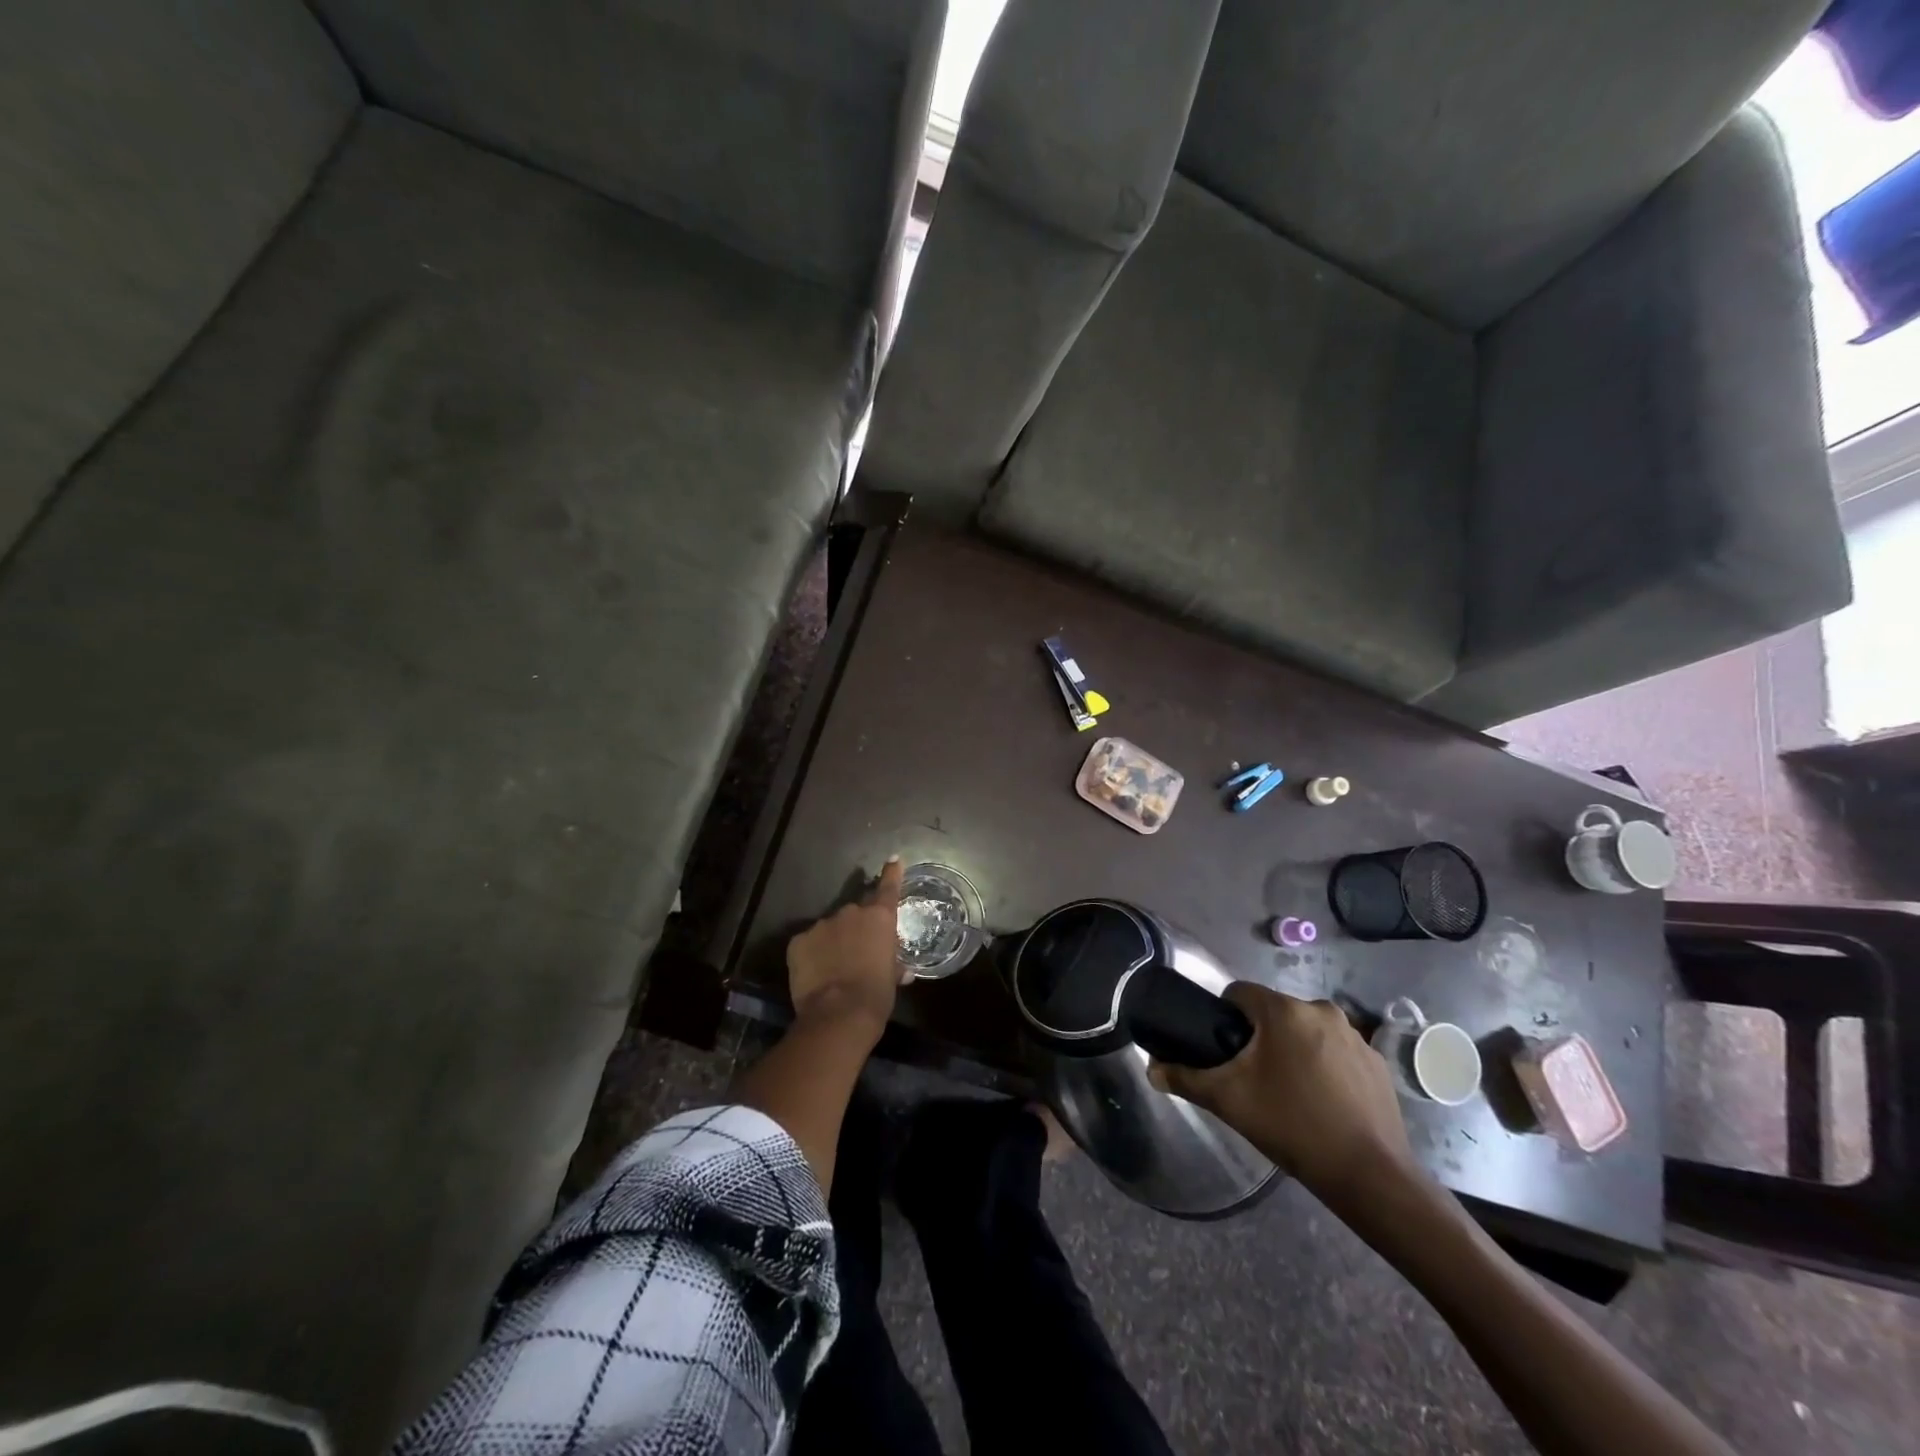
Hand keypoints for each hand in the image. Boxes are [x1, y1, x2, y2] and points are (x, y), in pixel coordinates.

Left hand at [785, 857, 904, 1040]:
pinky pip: (808, 944)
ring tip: (834, 968)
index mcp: (878, 918)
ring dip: (834, 942)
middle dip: (857, 928)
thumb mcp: (892, 979)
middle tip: (859, 951)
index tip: (894, 859)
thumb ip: (894, 966)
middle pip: (855, 913)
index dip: (891, 873)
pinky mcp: (798, 941)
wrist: (838, 1014)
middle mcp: (850, 913)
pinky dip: (812, 954)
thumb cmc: (876, 995)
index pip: (888, 888)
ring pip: (830, 929)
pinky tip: (815, 973)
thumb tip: (901, 971)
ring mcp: (821, 925)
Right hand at [1152, 984, 1418, 1212]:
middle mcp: (1322, 1010)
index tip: (1223, 1048)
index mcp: (1284, 1010)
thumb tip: (1151, 1069)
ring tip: (1288, 1091)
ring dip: (1294, 1049)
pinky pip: (1337, 1051)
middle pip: (1274, 1012)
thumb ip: (1185, 1078)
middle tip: (1252, 1076)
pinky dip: (1325, 1066)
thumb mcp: (1228, 1100)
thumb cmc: (1291, 1126)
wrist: (1368, 1175)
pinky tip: (1322, 1102)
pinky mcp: (1378, 1062)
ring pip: (1307, 1030)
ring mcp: (1356, 1035)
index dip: (1224, 1016)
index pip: (1240, 993)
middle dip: (1260, 1036)